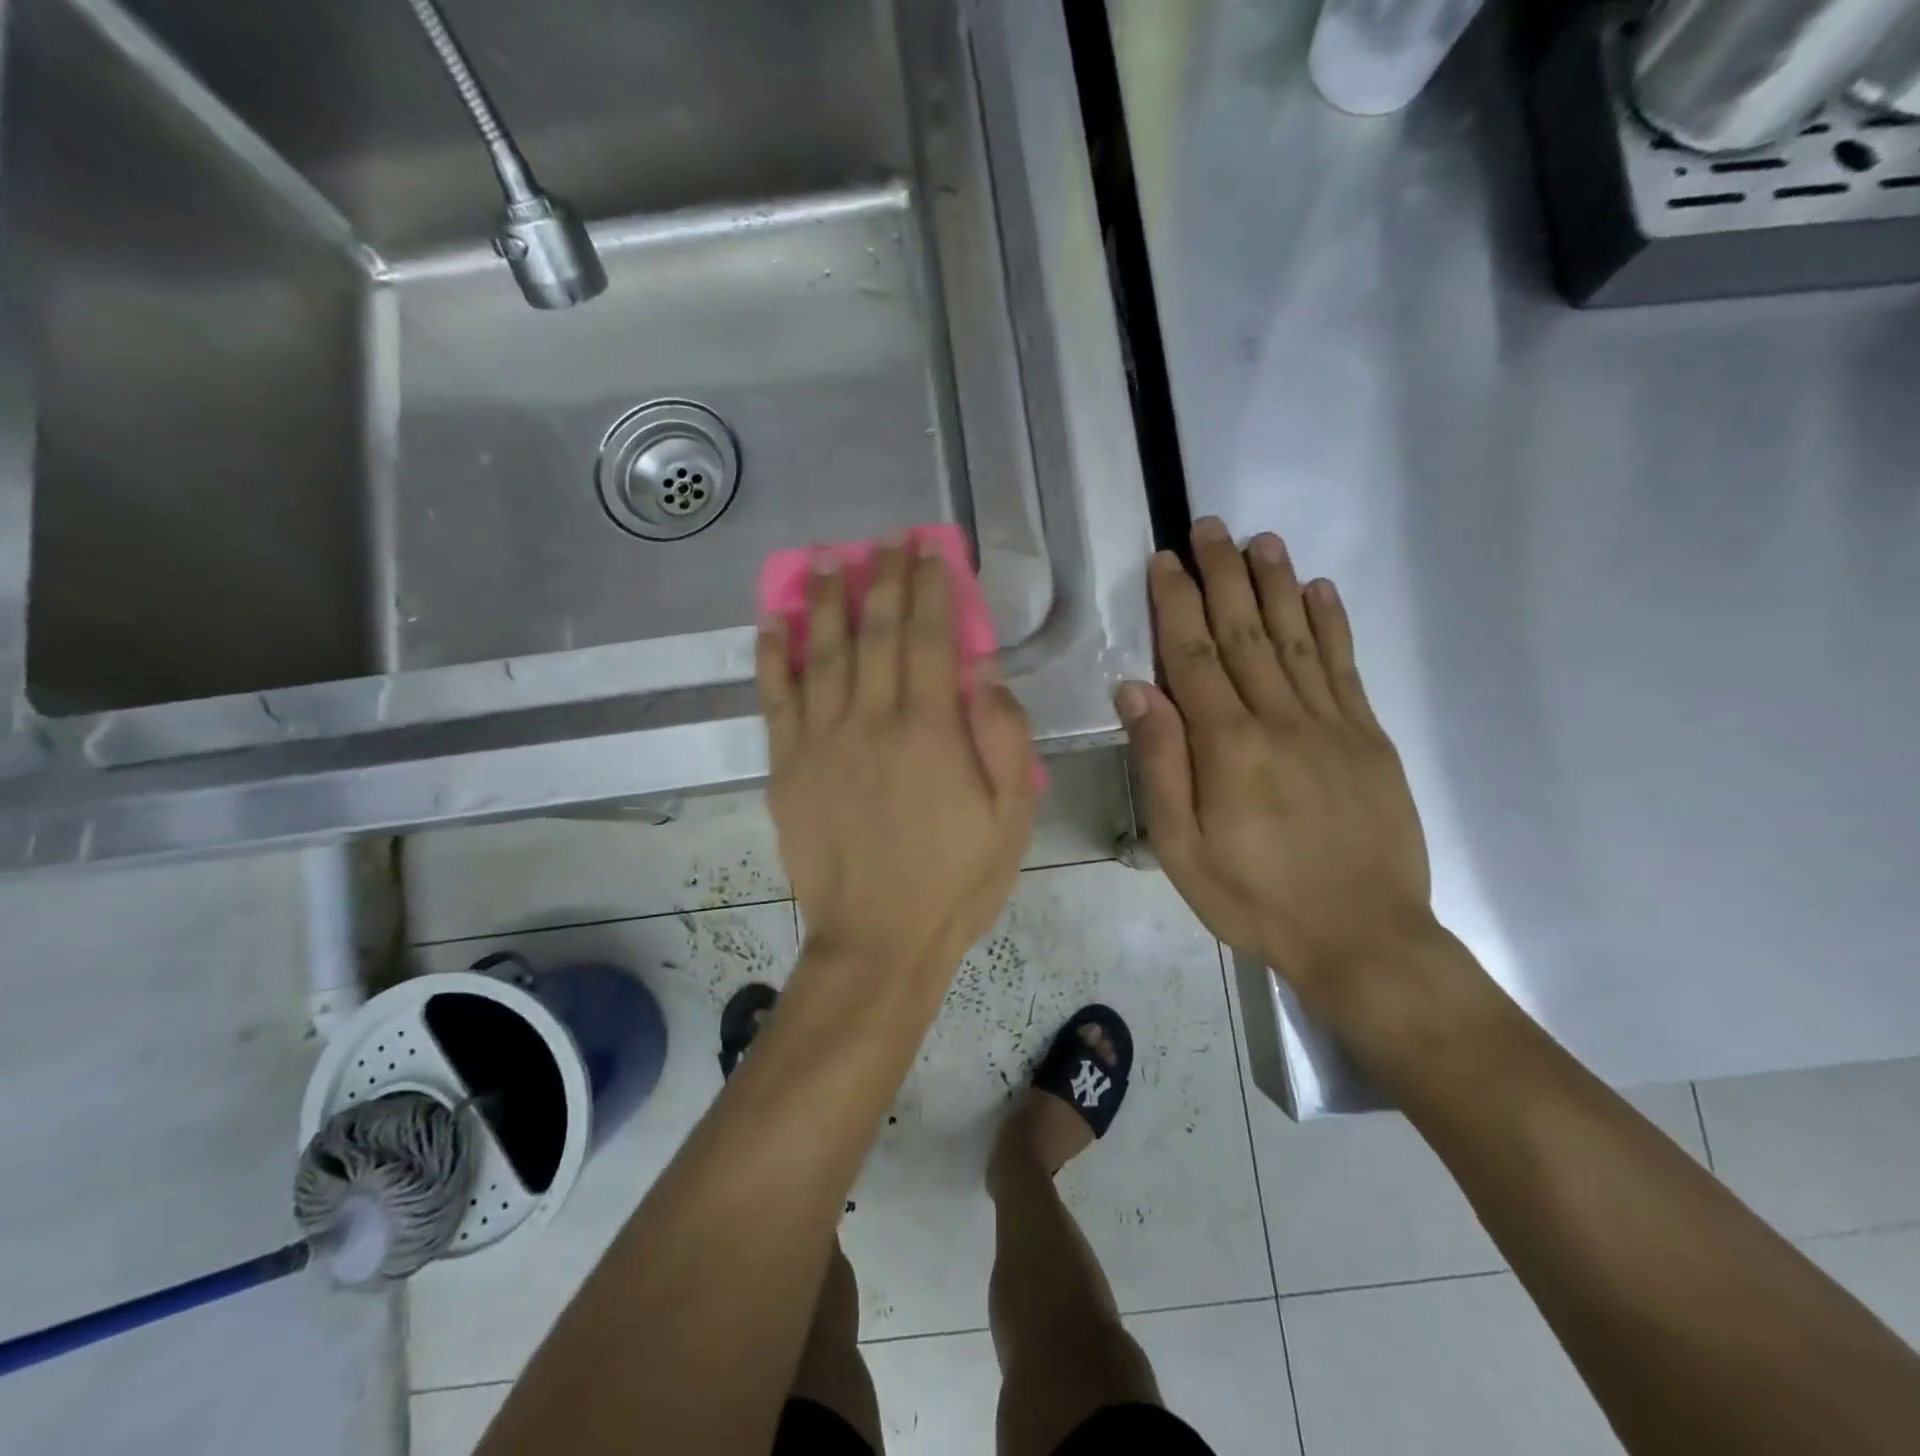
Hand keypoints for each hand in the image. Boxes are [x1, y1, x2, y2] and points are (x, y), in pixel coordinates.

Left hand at [757, 540, 1038, 987]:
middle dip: (882, 578)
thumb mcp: (1012, 817)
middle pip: (874, 631)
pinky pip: (775, 701)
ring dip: (824, 600)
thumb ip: (1004, 738)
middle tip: (885, 542)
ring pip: (820, 653)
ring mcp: (820, 742)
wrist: (877, 941)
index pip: (930, 637)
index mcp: (930, 730)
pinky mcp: (786, 769)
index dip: (931, 588)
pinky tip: (771, 624)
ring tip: (827, 560)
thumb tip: (984, 670)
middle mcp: (871, 721)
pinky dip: (771, 658)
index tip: (930, 552)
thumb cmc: (955, 881)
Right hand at [1118, 519, 1435, 1013]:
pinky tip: (1321, 590)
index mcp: (1228, 746)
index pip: (1193, 656)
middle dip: (1223, 574)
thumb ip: (1161, 764)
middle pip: (1245, 632)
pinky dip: (1333, 623)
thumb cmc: (1254, 898)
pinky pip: (1346, 667)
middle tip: (1209, 526)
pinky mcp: (1369, 738)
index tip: (1165, 560)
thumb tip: (1135, 690)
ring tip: (1262, 540)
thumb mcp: (1181, 848)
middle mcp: (1280, 719)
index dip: (1176, 603)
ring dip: (1276, 584)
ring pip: (1298, 637)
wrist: (1362, 937)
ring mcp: (1332, 724)